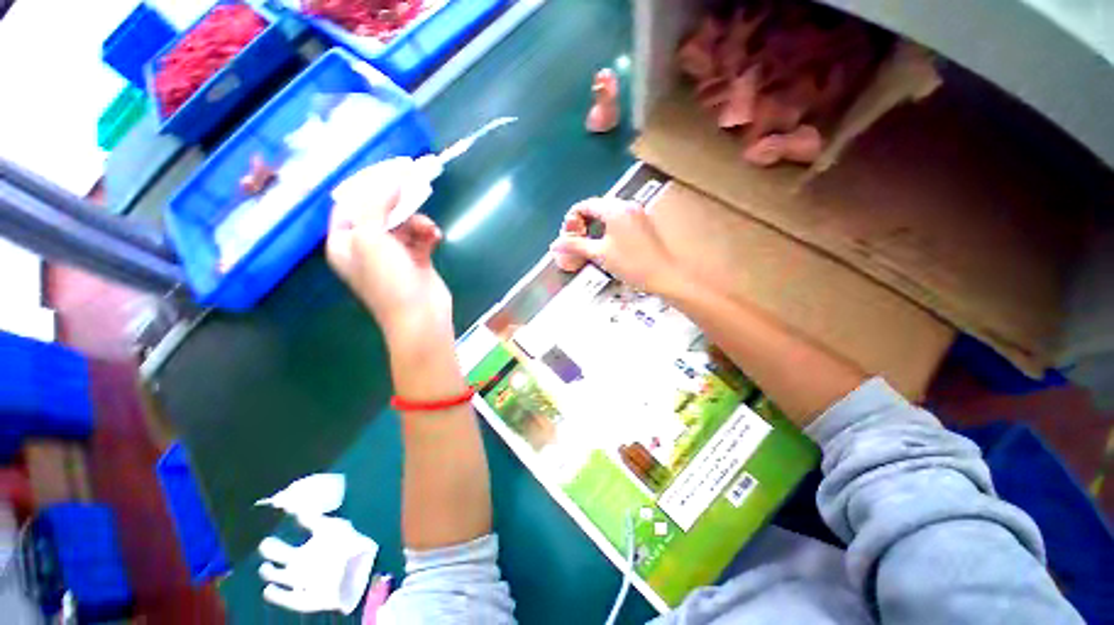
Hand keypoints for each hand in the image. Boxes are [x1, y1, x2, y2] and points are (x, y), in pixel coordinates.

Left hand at [326, 158, 451, 346]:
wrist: (421, 316)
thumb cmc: (389, 281)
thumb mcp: (372, 239)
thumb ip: (375, 205)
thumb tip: (390, 178)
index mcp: (344, 243)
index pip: (348, 206)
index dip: (365, 188)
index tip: (386, 172)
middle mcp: (365, 247)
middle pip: (379, 212)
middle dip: (397, 203)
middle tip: (413, 184)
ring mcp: (392, 255)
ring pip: (403, 224)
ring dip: (417, 222)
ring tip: (428, 229)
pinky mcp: (416, 260)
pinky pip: (420, 238)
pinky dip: (427, 234)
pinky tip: (436, 237)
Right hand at [550, 198, 684, 295]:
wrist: (664, 275)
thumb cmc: (631, 264)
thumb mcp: (600, 255)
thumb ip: (576, 246)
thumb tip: (555, 244)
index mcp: (615, 209)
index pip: (586, 205)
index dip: (572, 218)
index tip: (568, 235)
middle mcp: (627, 205)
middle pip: (597, 207)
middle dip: (583, 221)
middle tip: (577, 240)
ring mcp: (638, 213)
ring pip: (609, 213)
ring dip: (595, 225)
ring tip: (589, 244)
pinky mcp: (644, 223)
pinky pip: (620, 219)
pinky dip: (608, 228)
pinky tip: (606, 244)